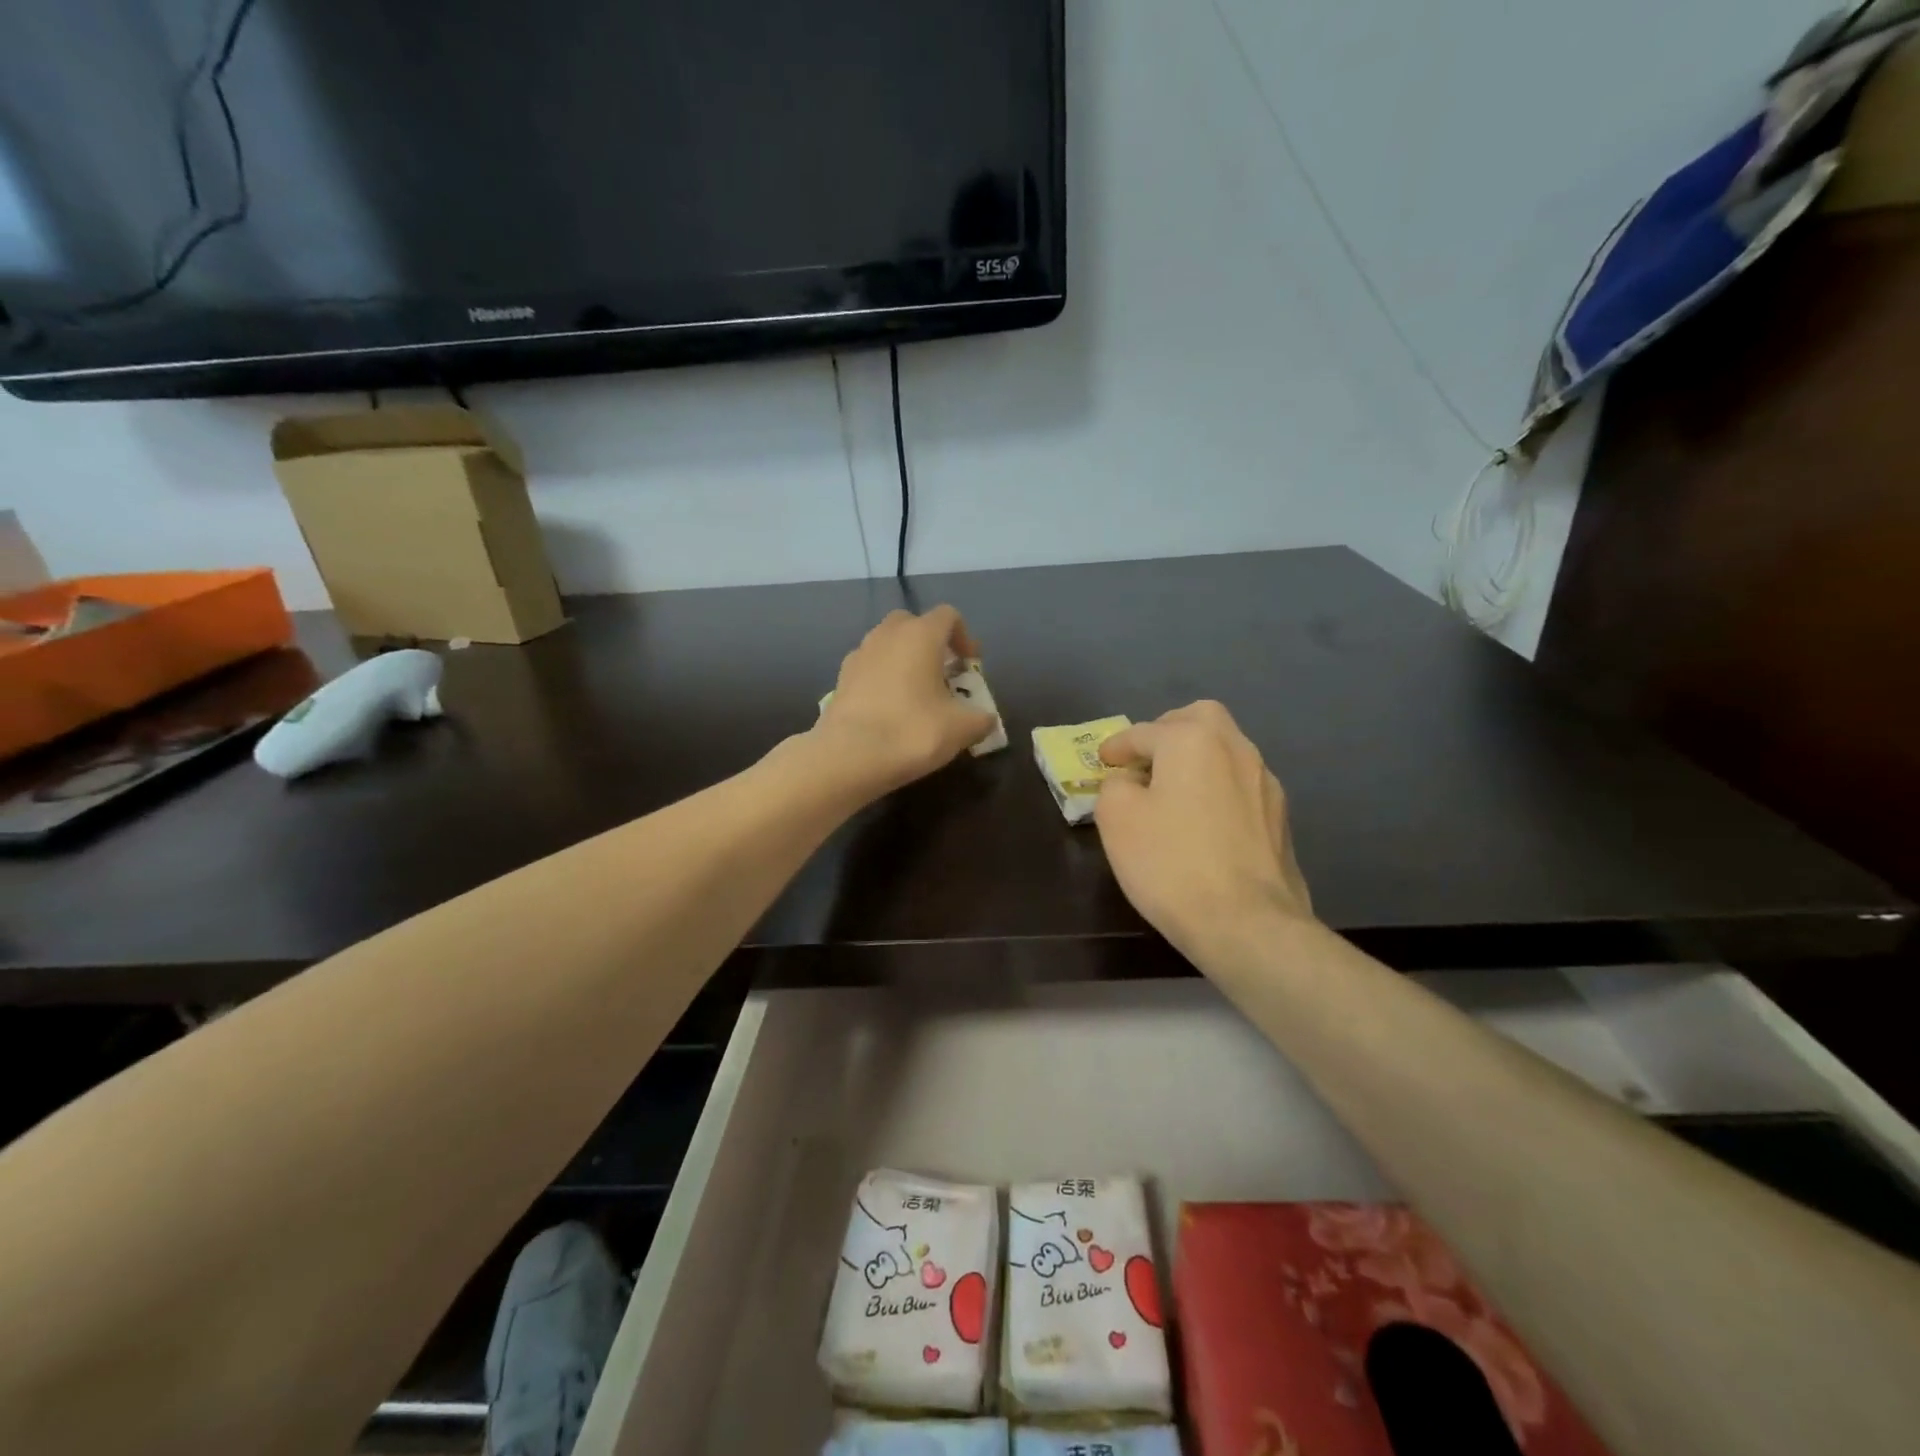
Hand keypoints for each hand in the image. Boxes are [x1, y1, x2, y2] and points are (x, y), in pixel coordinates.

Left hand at [815, 606, 995, 792]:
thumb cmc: (912, 732)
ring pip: (887, 644)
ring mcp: (859, 654)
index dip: (965, 637)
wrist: (849, 756)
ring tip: (916, 693)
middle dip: (931, 643)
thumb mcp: (962, 729)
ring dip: (904, 659)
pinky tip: (889, 707)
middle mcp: (887, 635)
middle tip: (943, 674)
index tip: (970, 666)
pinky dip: (883, 677)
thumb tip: (986, 719)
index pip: (948, 616)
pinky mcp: (841, 678)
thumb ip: (981, 718)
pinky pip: (869, 666)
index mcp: (920, 635)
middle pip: (913, 624)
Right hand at [1094, 701, 1312, 959]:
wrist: (1247, 923)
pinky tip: (1204, 820)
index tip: (1103, 762)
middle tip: (1146, 759)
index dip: (1117, 747)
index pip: (1144, 732)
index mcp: (1193, 740)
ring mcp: (1265, 783)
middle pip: (1200, 720)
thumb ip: (1115, 786)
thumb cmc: (1171, 863)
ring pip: (1226, 751)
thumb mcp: (1116, 819)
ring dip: (1196, 760)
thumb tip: (1129, 783)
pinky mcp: (1280, 818)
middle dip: (1168, 731)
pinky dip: (1217, 788)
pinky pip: (1240, 785)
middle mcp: (1236, 749)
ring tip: (1173, 791)